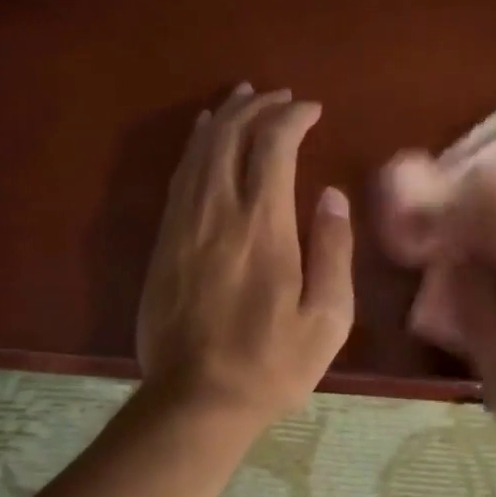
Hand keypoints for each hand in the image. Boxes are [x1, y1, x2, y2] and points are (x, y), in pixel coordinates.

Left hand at [137, 84, 354, 427]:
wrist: (197, 399)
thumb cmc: (272, 365)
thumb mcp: (327, 318)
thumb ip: (332, 250)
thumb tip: (331, 195)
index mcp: (263, 228)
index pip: (273, 147)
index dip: (292, 118)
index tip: (313, 110)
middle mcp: (218, 214)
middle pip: (231, 137)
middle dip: (257, 107)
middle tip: (280, 97)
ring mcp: (183, 226)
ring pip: (199, 152)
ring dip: (223, 119)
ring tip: (243, 99)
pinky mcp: (162, 243)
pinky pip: (177, 179)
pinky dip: (194, 148)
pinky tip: (202, 138)